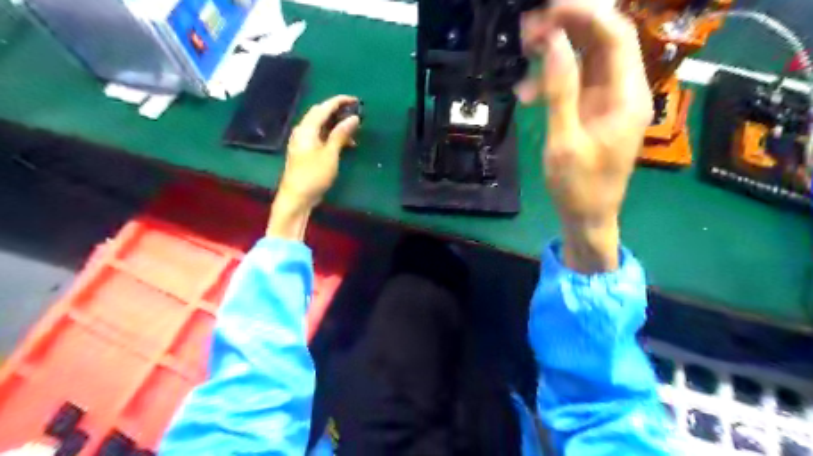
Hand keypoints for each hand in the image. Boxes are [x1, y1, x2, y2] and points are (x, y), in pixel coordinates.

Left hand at [269, 95, 359, 240]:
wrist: (296, 198)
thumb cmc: (313, 175)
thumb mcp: (330, 154)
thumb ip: (341, 134)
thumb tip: (353, 117)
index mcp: (306, 129)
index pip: (324, 107)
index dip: (339, 101)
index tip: (356, 100)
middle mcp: (302, 132)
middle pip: (320, 114)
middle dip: (338, 112)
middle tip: (355, 114)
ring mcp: (303, 142)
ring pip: (321, 127)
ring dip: (337, 126)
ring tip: (354, 132)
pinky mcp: (305, 153)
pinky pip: (321, 137)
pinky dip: (333, 137)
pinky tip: (345, 145)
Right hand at [520, 1, 652, 271]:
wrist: (588, 217)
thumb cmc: (578, 186)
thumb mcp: (564, 140)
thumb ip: (560, 89)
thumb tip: (555, 41)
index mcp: (627, 95)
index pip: (615, 35)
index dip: (584, 13)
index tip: (548, 10)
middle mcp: (624, 90)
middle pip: (601, 41)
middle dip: (567, 28)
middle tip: (528, 29)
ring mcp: (609, 101)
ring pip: (586, 60)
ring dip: (556, 53)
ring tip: (523, 54)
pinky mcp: (594, 112)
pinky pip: (576, 84)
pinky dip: (553, 81)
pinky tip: (528, 93)